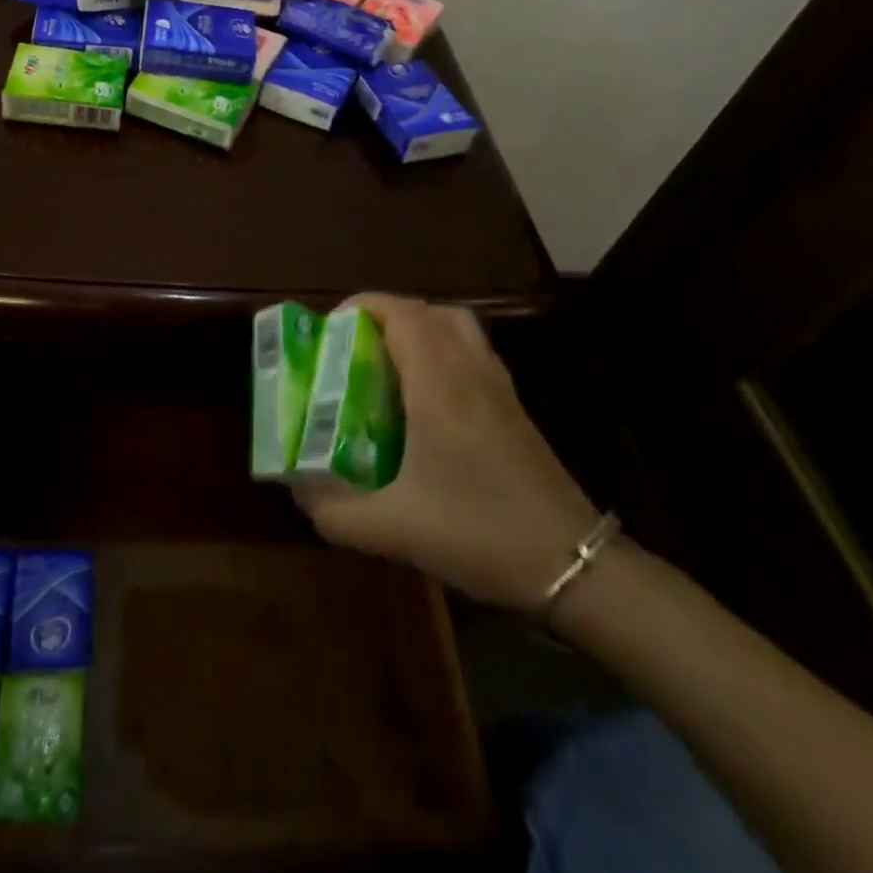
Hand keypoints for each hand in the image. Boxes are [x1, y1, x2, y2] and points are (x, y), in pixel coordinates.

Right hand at [293, 294, 599, 611]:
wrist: (575, 566)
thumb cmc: (480, 534)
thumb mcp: (393, 530)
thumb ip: (334, 511)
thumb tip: (297, 491)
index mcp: (439, 384)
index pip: (401, 312)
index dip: (361, 306)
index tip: (329, 330)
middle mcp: (470, 371)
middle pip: (428, 311)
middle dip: (384, 316)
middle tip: (353, 348)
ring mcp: (499, 387)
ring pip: (457, 327)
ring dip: (417, 330)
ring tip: (385, 366)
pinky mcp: (514, 408)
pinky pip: (472, 353)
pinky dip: (442, 352)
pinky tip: (424, 401)